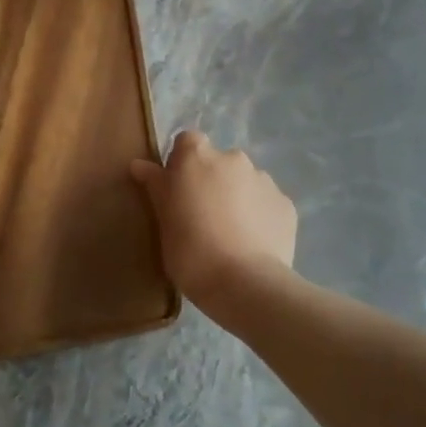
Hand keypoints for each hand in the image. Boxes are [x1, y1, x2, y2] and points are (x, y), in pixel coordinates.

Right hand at [131, 132, 297, 310]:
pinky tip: (253, 244)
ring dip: (236, 198)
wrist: (246, 284)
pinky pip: (266, 203)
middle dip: (211, 181)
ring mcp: (264, 180)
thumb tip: (139, 164)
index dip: (181, 163)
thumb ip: (156, 187)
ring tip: (230, 235)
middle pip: (218, 162)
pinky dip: (259, 216)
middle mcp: (234, 159)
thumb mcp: (164, 222)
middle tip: (202, 217)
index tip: (177, 191)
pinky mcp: (286, 204)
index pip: (186, 142)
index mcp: (198, 158)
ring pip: (245, 182)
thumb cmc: (192, 252)